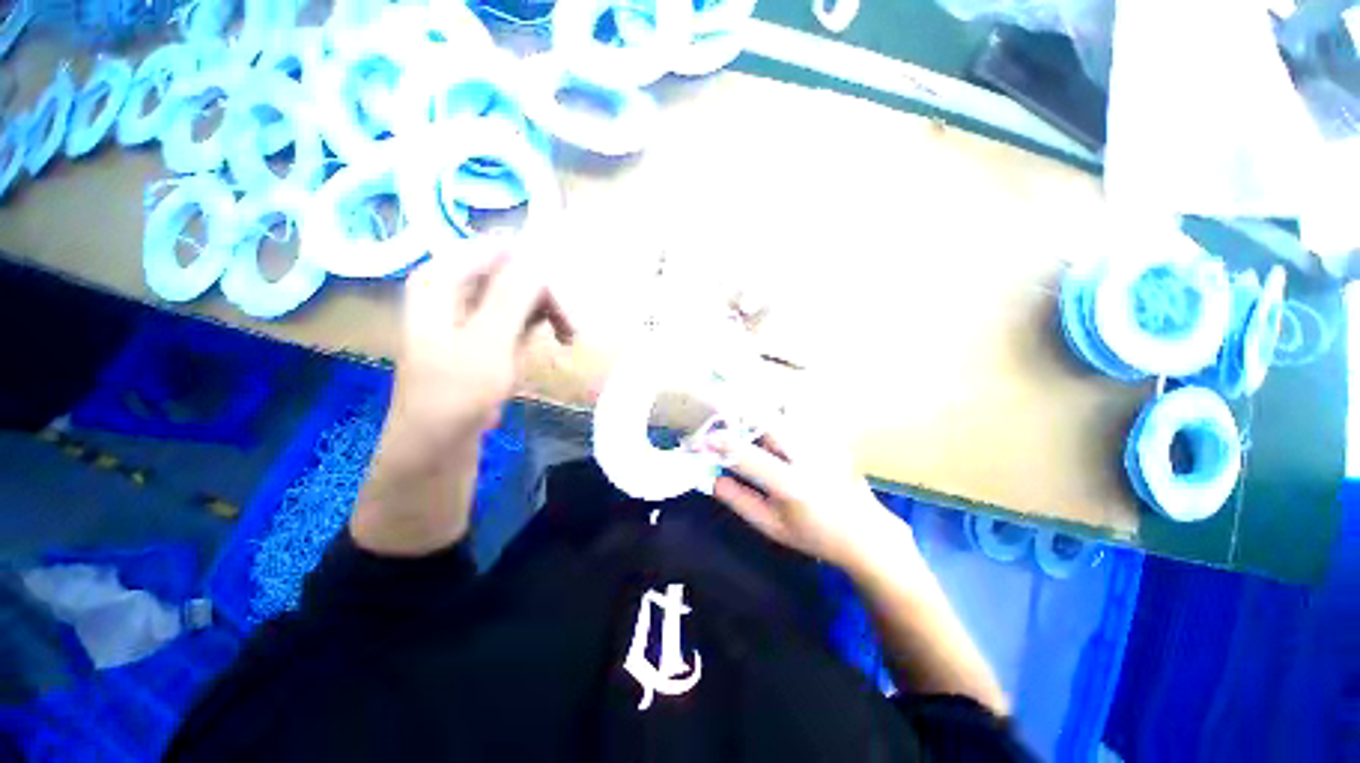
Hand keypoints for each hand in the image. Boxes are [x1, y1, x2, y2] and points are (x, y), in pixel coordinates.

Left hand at [353, 244, 573, 555]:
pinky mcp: (486, 331)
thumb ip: (514, 294)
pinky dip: (541, 323)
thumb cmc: (457, 394)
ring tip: (569, 336)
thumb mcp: (489, 341)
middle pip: (513, 268)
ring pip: (522, 291)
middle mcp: (454, 286)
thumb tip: (542, 253)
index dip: (538, 261)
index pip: (500, 247)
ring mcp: (471, 309)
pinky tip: (557, 340)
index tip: (572, 287)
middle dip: (548, 292)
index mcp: (442, 278)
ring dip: (549, 309)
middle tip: (572, 323)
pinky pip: (521, 312)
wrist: (439, 445)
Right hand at [707, 429, 903, 568]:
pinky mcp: (827, 437)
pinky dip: (774, 418)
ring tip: (738, 426)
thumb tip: (712, 479)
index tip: (700, 442)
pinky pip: (794, 419)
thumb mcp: (772, 526)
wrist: (864, 532)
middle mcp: (806, 456)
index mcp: (791, 485)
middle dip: (737, 418)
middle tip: (720, 426)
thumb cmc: (815, 535)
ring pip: (780, 415)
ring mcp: (820, 443)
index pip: (747, 455)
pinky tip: (765, 430)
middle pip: (765, 421)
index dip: (719, 444)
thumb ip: (739, 501)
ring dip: (754, 416)